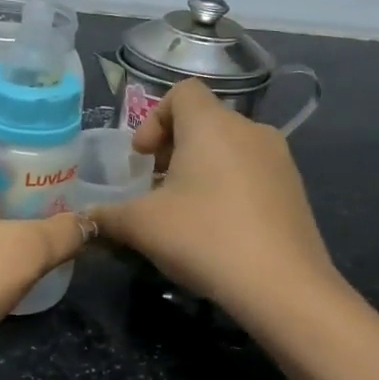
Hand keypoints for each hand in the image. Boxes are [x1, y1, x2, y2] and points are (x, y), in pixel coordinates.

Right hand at [88, 80, 336, 320]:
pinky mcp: (294, 188)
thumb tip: (84, 219)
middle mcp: (250, 130)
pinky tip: (218, 227)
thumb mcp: (141, 226)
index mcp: (212, 125)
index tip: (142, 157)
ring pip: (229, 147)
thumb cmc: (204, 237)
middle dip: (173, 147)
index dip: (154, 118)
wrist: (283, 286)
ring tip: (184, 209)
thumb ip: (106, 215)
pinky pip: (251, 171)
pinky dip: (228, 185)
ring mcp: (279, 159)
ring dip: (200, 168)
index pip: (182, 92)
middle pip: (204, 120)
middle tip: (155, 186)